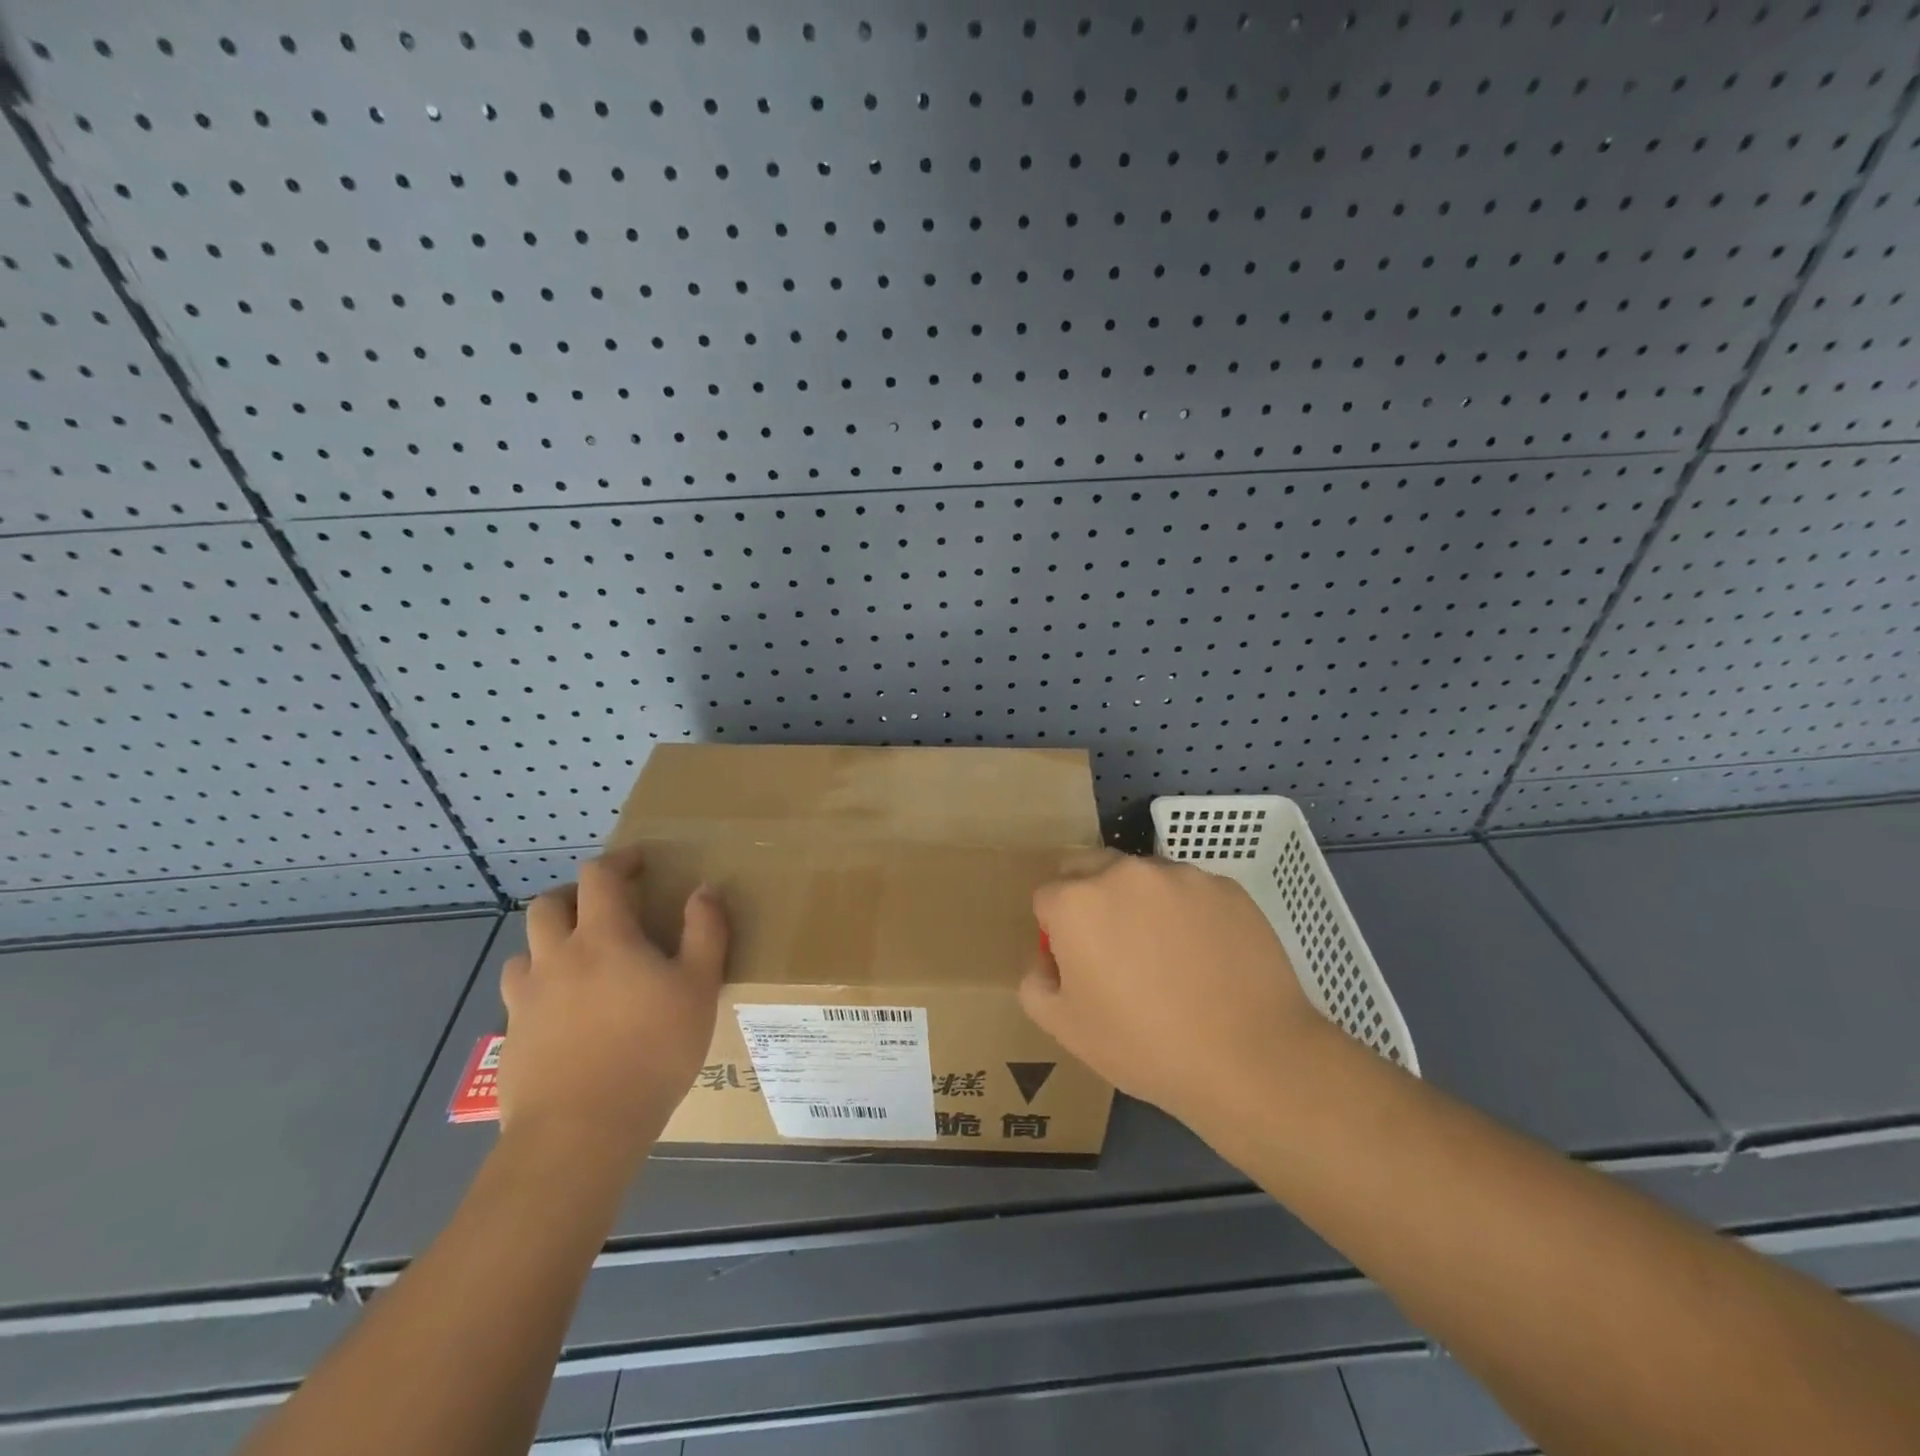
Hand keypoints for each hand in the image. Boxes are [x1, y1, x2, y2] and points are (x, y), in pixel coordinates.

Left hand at [497, 846, 728, 1161]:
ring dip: (549, 943)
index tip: (639, 863)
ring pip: (525, 951)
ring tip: (578, 962)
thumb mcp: (698, 987)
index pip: (599, 876)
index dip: (618, 861)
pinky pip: (519, 997)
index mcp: (603, 937)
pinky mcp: (511, 1038)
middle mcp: (556, 957)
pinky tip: (564, 1016)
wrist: (580, 1131)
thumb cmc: (652, 1050)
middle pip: (548, 905)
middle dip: (574, 895)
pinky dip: (540, 989)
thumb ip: (705, 932)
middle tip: (603, 909)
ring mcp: (526, 999)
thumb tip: (704, 889)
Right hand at [1019, 853, 1329, 1128]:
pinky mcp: (1225, 886)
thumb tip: (1047, 959)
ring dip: (1140, 902)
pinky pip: (1190, 891)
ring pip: (1142, 876)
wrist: (1250, 1058)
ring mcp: (1180, 875)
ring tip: (1167, 956)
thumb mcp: (1065, 1029)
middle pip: (1089, 867)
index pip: (1047, 897)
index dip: (1055, 931)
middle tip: (1113, 949)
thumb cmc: (1145, 1045)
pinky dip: (1187, 913)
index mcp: (1076, 902)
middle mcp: (1124, 873)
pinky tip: (1206, 957)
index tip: (1077, 964)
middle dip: (1089, 897)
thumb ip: (1035, 983)